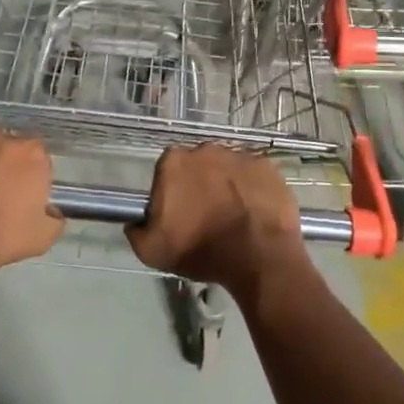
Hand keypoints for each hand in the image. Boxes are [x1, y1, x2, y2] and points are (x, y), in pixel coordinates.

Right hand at [127, 144, 309, 297]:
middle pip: (198, 166)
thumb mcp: (152, 251)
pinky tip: (255, 212)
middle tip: (206, 216)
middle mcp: (205, 148)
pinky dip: (252, 189)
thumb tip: (136, 222)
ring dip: (226, 186)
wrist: (258, 255)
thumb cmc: (201, 249)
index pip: (166, 172)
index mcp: (174, 161)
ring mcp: (239, 154)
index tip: (178, 215)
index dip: (171, 193)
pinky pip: (254, 175)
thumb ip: (136, 231)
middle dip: (199, 185)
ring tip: (234, 216)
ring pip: (226, 168)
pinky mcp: (267, 165)